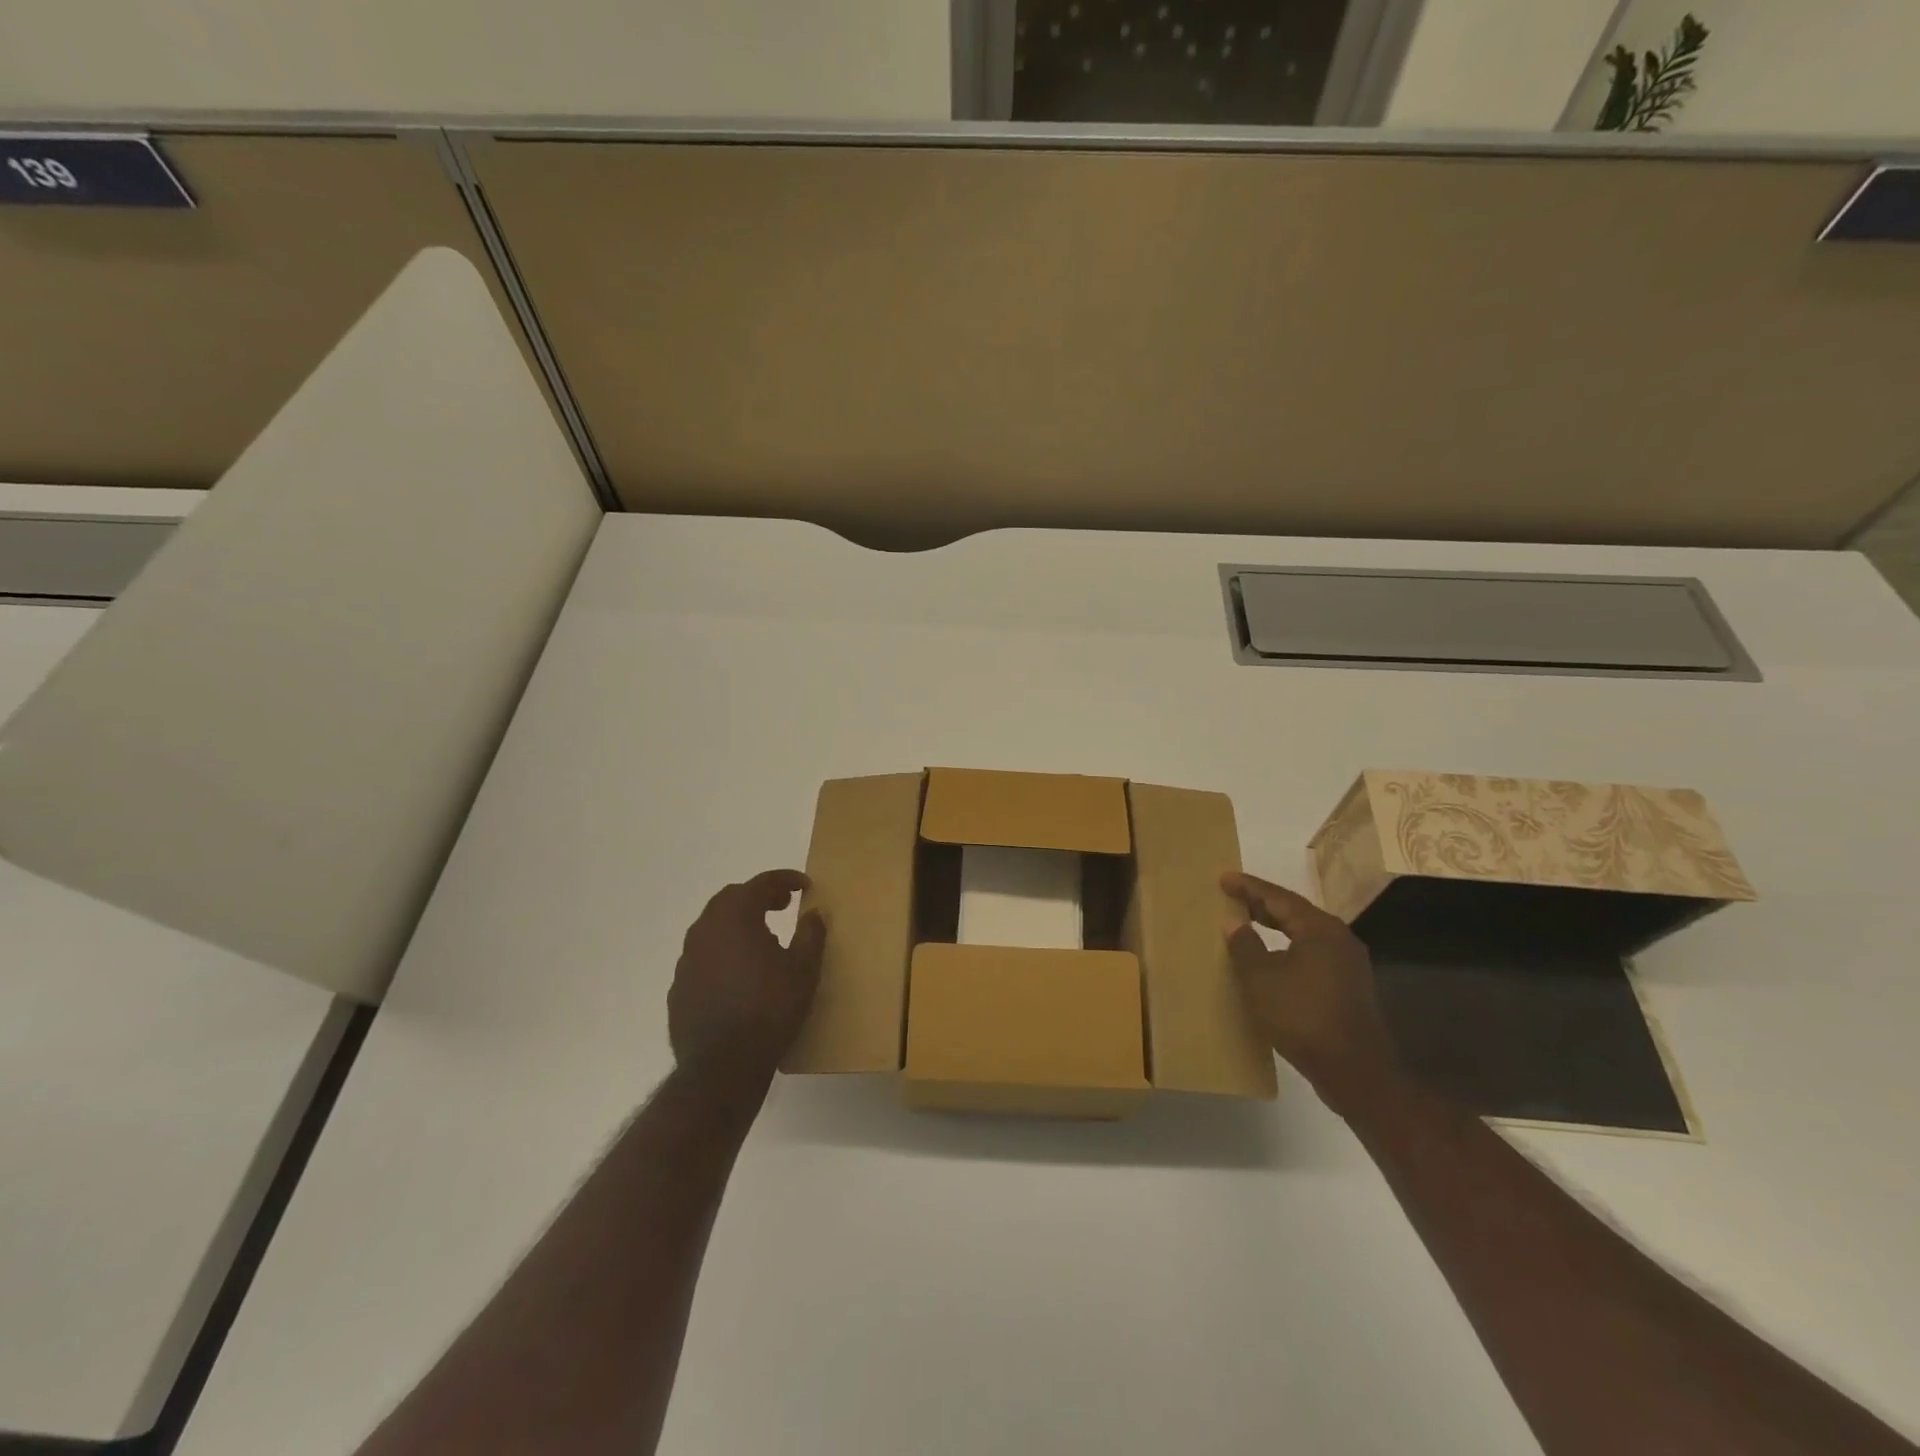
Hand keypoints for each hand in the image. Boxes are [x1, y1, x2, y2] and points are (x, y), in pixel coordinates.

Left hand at [668, 870, 825, 1084]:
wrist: (722, 1067)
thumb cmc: (769, 1009)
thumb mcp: (803, 970)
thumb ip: (811, 934)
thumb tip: (815, 912)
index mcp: (735, 917)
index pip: (760, 883)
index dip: (785, 879)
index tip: (805, 885)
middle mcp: (705, 930)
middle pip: (731, 898)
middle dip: (759, 896)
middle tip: (783, 905)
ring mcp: (687, 959)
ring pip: (713, 926)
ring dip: (738, 923)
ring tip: (763, 938)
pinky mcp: (679, 987)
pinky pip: (703, 956)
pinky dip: (723, 951)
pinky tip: (739, 973)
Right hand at [1222, 871, 1398, 1114]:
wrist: (1356, 1072)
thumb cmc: (1304, 1017)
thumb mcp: (1262, 980)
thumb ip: (1245, 946)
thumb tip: (1234, 922)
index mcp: (1320, 930)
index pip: (1279, 897)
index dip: (1249, 887)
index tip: (1224, 878)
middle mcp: (1339, 939)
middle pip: (1295, 912)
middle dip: (1262, 903)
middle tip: (1233, 896)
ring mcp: (1348, 965)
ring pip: (1304, 934)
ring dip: (1275, 926)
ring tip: (1248, 922)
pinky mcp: (1348, 987)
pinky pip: (1311, 954)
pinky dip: (1287, 947)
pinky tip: (1272, 958)